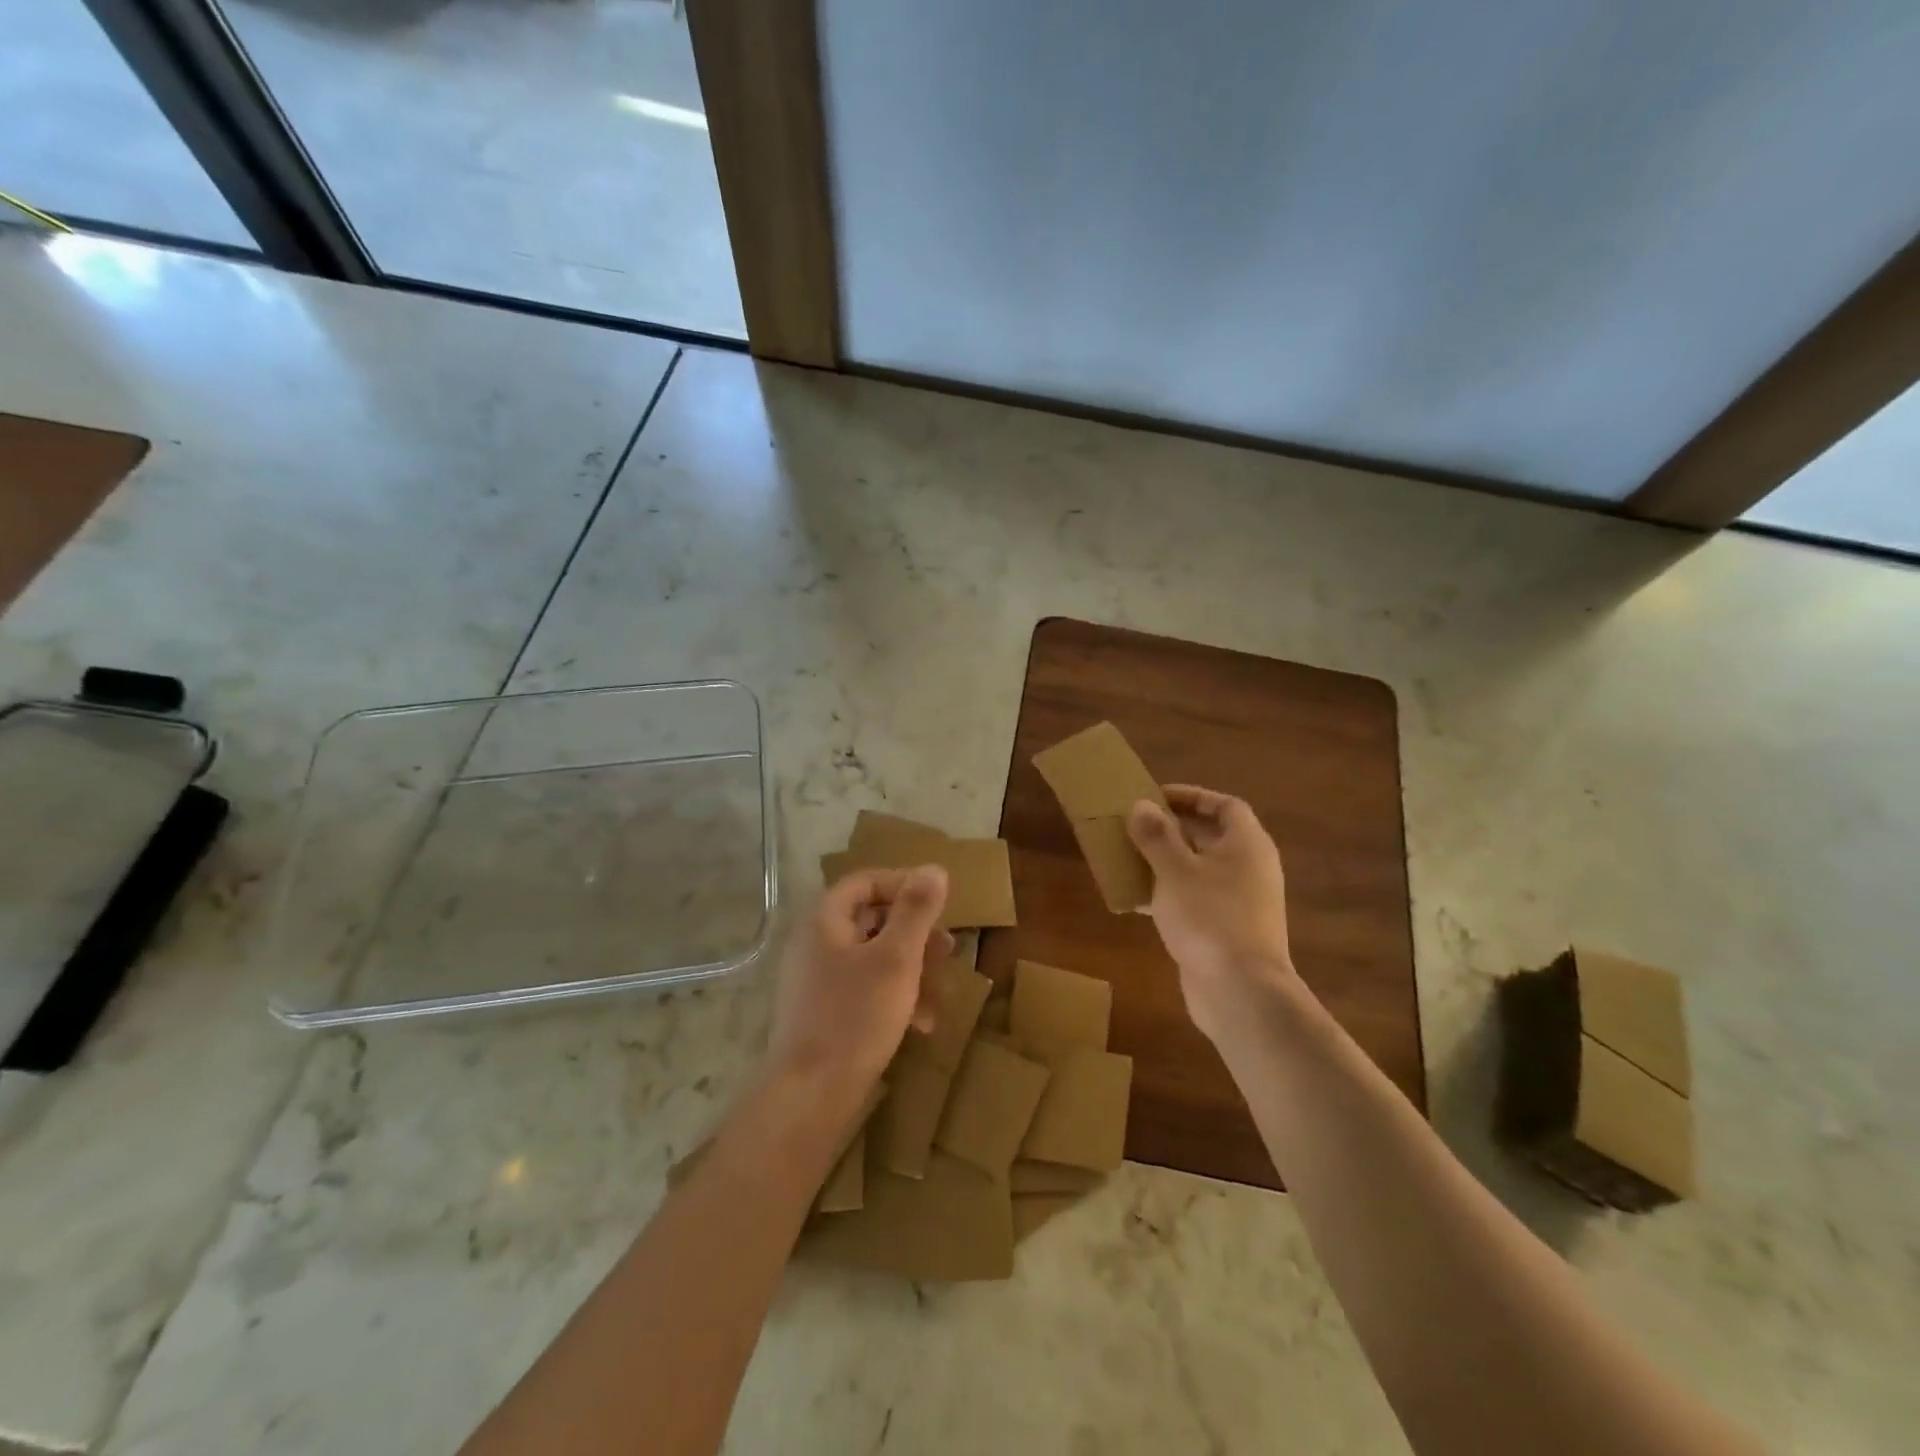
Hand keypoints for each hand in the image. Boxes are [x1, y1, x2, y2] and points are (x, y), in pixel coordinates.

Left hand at [765, 866, 950, 1107]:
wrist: (811, 1096)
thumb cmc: (856, 1016)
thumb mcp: (897, 958)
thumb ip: (916, 910)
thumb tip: (934, 868)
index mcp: (825, 920)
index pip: (866, 881)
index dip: (904, 886)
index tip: (939, 904)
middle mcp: (816, 943)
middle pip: (872, 920)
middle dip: (916, 936)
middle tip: (948, 951)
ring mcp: (818, 980)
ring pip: (874, 958)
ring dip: (912, 971)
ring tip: (940, 994)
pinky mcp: (825, 1012)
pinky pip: (866, 989)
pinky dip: (895, 998)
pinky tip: (921, 1025)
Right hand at [1128, 785, 1297, 1039]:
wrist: (1240, 992)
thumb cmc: (1210, 918)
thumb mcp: (1175, 870)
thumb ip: (1157, 836)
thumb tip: (1141, 805)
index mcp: (1247, 845)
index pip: (1225, 806)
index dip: (1192, 797)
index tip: (1156, 798)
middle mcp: (1249, 869)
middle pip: (1211, 837)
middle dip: (1173, 829)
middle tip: (1136, 826)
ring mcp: (1240, 902)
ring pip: (1200, 870)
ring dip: (1167, 862)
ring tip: (1130, 858)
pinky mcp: (1226, 931)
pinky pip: (1195, 900)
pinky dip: (1169, 894)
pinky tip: (1137, 899)